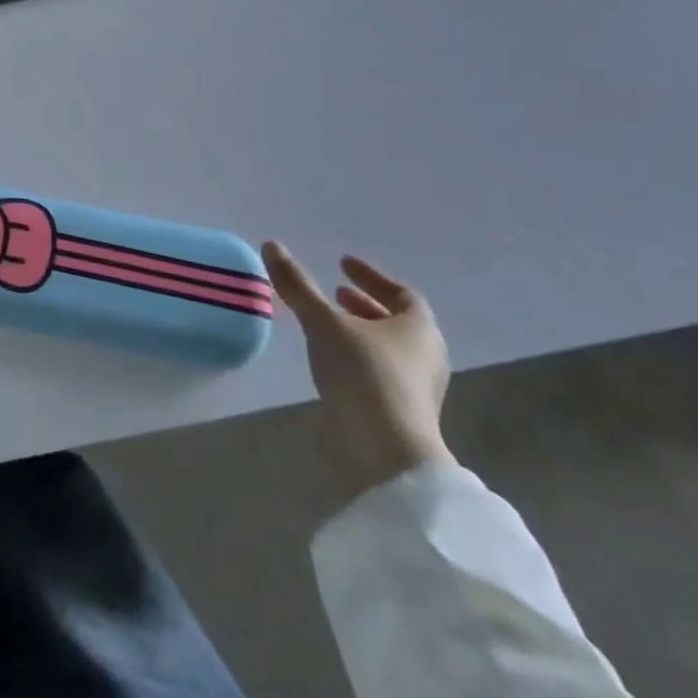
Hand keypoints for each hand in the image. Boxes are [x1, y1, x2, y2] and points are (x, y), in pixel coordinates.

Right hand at [263, 241, 454, 505]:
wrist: (387, 452)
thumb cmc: (363, 374)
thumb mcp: (323, 323)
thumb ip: (298, 286)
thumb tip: (272, 245)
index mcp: (418, 328)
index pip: (401, 293)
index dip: (371, 276)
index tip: (342, 263)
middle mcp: (426, 355)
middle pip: (397, 321)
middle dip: (364, 304)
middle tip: (335, 292)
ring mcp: (417, 388)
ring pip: (388, 348)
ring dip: (360, 331)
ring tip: (327, 324)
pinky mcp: (402, 413)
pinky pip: (380, 372)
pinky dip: (357, 357)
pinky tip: (330, 359)